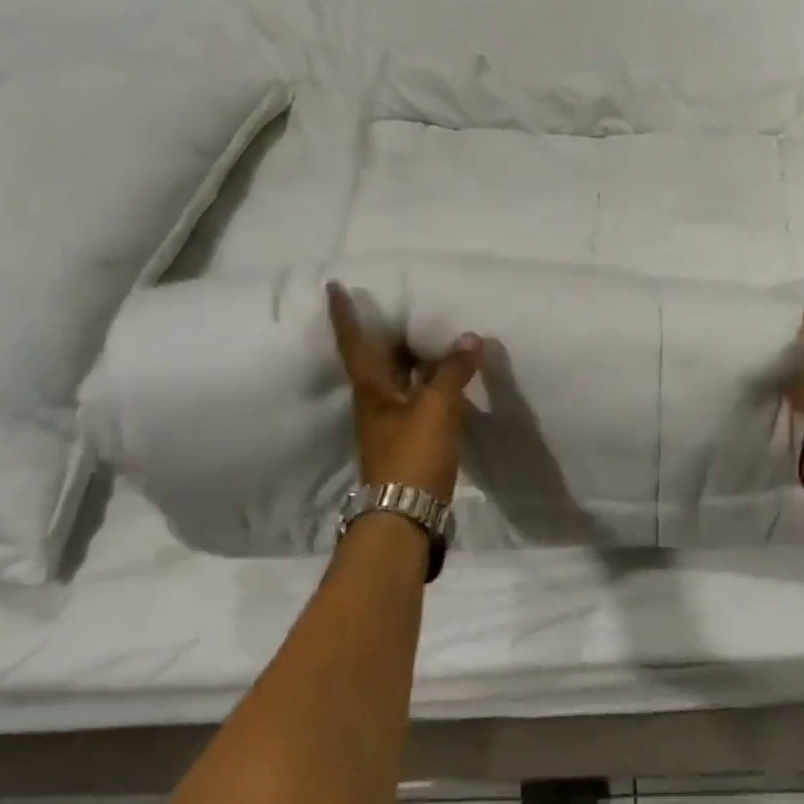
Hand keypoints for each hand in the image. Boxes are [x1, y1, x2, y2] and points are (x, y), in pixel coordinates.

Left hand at [326, 282, 480, 501]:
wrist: (404, 516)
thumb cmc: (412, 456)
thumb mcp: (435, 409)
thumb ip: (452, 373)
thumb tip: (469, 338)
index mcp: (372, 390)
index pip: (355, 343)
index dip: (344, 315)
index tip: (334, 287)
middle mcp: (375, 402)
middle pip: (376, 359)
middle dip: (383, 331)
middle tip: (398, 304)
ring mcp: (390, 423)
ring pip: (397, 378)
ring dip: (409, 356)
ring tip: (428, 332)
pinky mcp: (408, 440)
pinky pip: (416, 397)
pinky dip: (428, 381)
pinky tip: (446, 378)